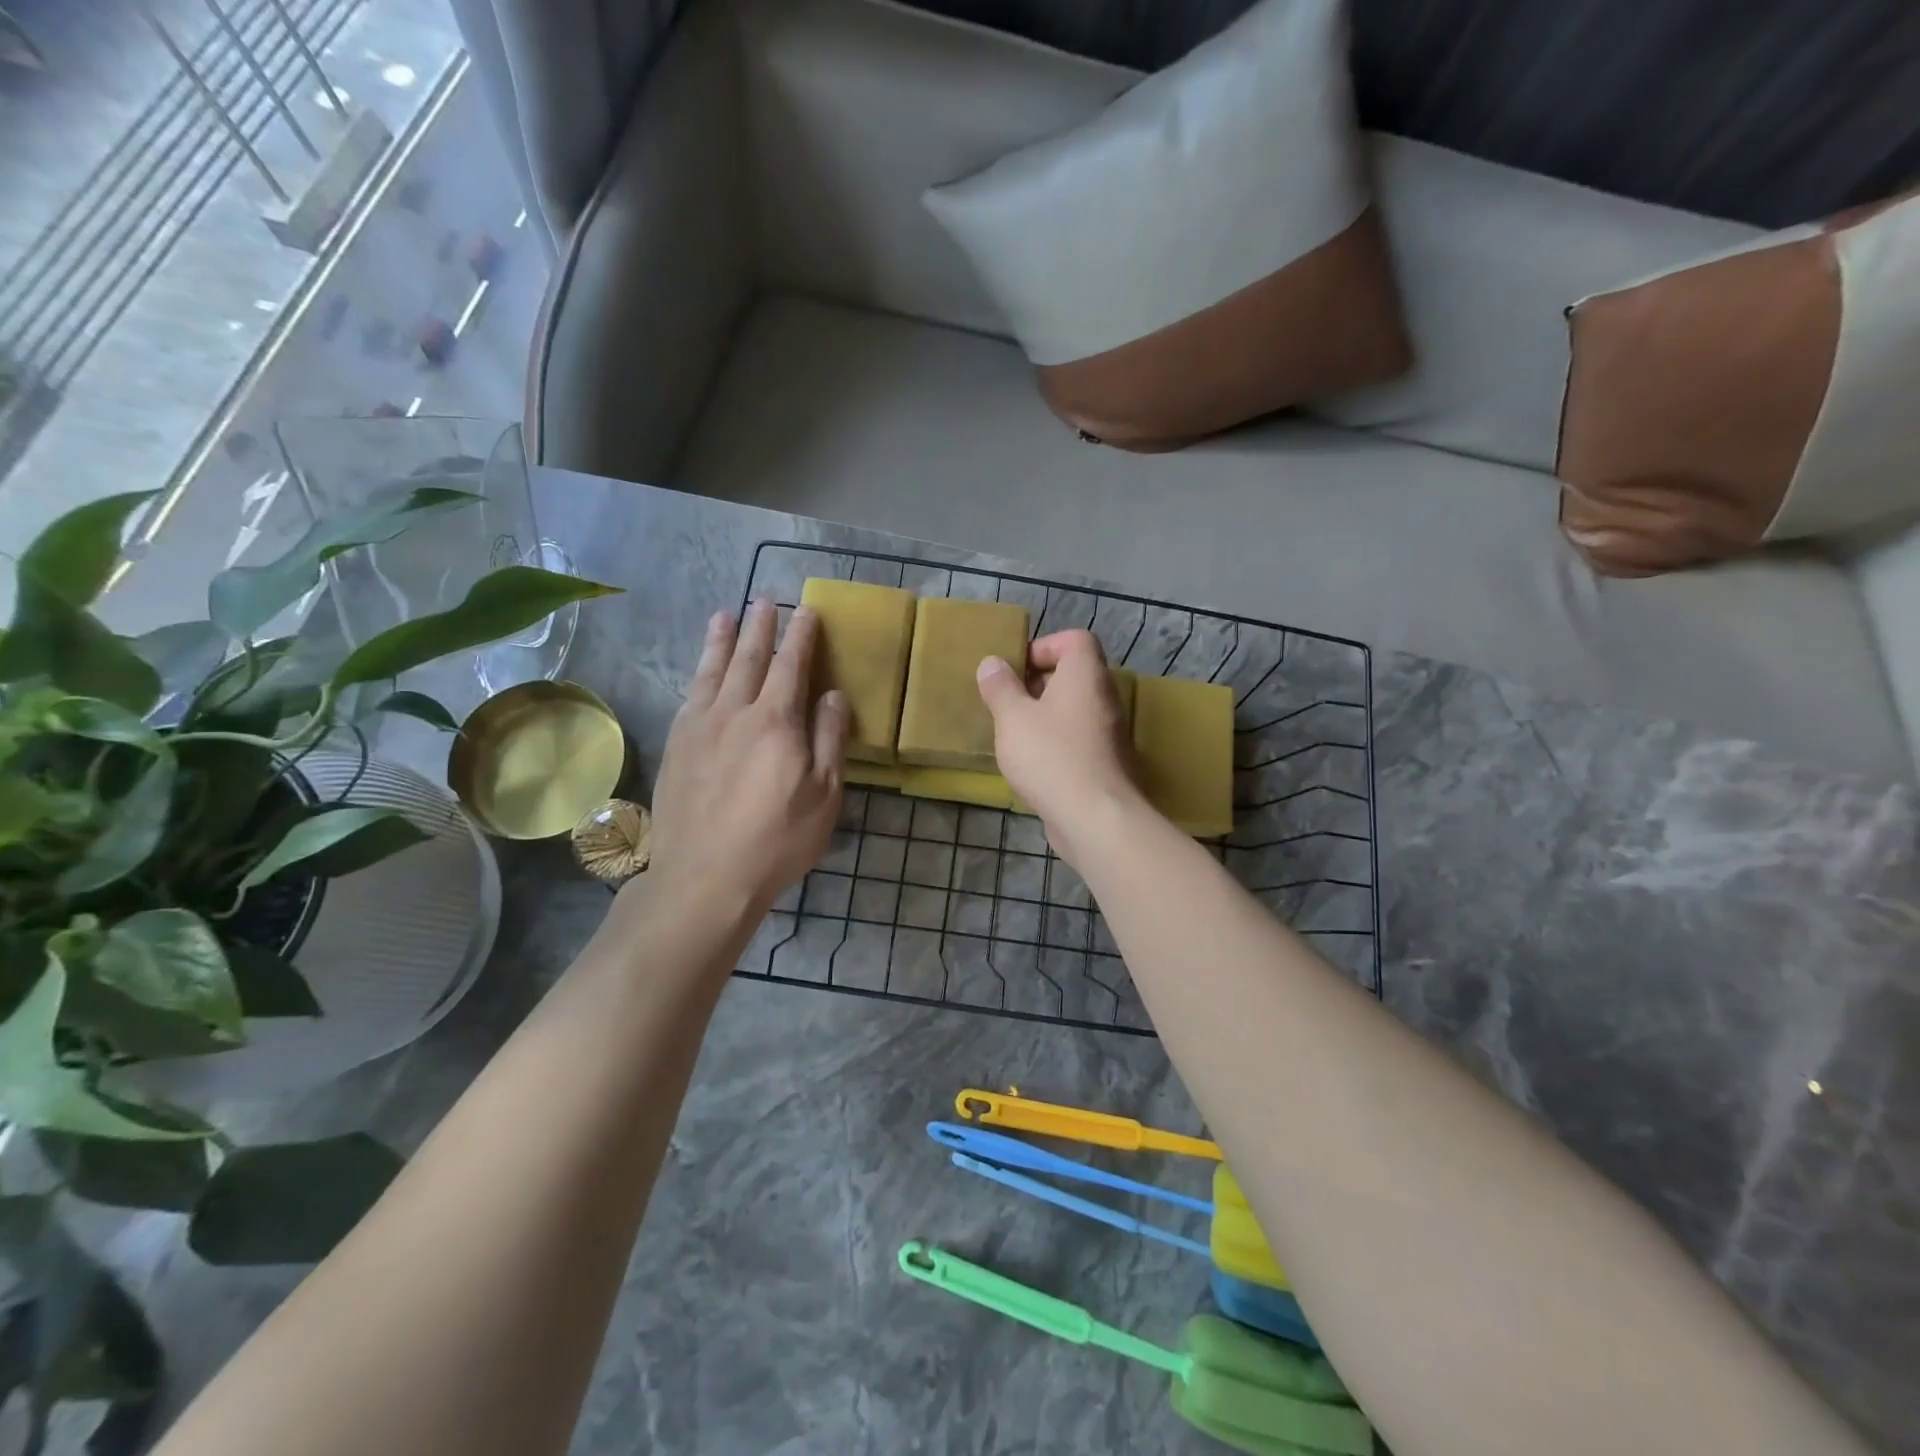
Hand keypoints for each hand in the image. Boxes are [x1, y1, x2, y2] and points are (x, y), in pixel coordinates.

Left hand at [646, 601, 848, 919]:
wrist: (704, 877)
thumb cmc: (777, 840)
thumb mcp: (824, 795)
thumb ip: (829, 738)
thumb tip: (832, 694)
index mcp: (775, 721)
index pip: (791, 665)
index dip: (801, 636)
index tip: (808, 610)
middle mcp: (734, 711)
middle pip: (749, 658)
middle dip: (760, 625)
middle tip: (766, 598)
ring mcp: (699, 726)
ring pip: (712, 670)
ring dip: (722, 639)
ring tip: (725, 614)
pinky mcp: (677, 745)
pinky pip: (690, 695)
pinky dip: (699, 672)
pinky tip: (701, 669)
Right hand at [975, 630, 1145, 863]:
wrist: (1096, 817)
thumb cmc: (1050, 756)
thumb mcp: (1013, 718)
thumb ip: (1000, 687)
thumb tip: (992, 663)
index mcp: (1085, 675)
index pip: (1075, 640)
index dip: (1044, 647)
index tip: (1015, 670)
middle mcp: (1104, 697)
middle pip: (1074, 675)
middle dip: (1038, 684)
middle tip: (1008, 703)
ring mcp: (1110, 732)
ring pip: (1074, 710)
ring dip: (1044, 716)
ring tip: (1014, 735)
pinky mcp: (1107, 763)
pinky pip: (1078, 740)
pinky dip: (1056, 744)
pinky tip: (1032, 765)